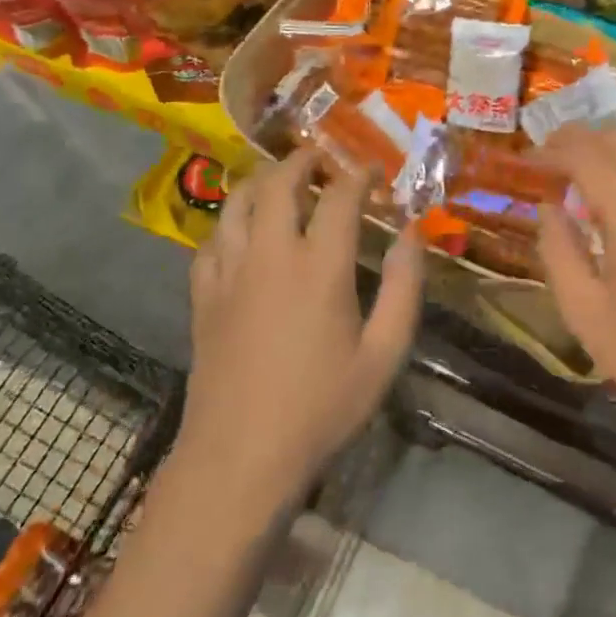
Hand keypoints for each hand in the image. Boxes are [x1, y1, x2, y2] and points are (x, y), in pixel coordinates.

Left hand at [181, 150, 423, 513]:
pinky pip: (211, 240)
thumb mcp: (384, 354)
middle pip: (278, 183)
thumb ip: (403, 287)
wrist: (240, 457)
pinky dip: (230, 222)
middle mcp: (270, 255)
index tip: (373, 170)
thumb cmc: (322, 407)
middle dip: (302, 161)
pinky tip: (242, 232)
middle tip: (322, 160)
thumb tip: (413, 232)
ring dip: (260, 181)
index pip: (339, 197)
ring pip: (236, 202)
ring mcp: (229, 273)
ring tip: (280, 180)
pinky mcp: (203, 296)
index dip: (358, 175)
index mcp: (319, 267)